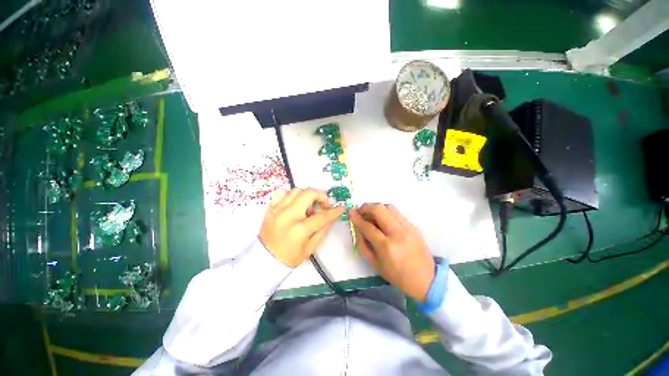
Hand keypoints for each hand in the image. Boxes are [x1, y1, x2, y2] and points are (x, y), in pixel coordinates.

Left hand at [259, 188, 344, 267]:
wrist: (264, 259)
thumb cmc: (290, 256)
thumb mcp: (311, 247)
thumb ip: (323, 229)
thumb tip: (331, 215)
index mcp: (299, 229)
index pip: (322, 216)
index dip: (334, 211)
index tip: (340, 207)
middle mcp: (288, 215)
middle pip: (308, 193)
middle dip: (320, 195)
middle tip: (322, 205)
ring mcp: (277, 209)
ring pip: (296, 190)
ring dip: (307, 195)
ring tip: (308, 206)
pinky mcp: (270, 208)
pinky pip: (282, 192)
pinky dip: (291, 195)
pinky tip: (294, 204)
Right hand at [350, 203, 434, 301]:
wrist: (426, 279)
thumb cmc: (397, 275)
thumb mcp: (375, 264)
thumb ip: (363, 244)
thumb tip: (357, 228)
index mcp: (386, 246)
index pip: (368, 226)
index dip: (357, 218)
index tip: (350, 212)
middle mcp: (397, 233)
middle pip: (379, 209)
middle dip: (366, 207)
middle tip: (360, 211)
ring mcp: (408, 227)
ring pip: (389, 207)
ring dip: (376, 208)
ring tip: (371, 214)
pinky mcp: (414, 226)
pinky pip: (397, 212)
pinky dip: (386, 212)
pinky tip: (383, 219)